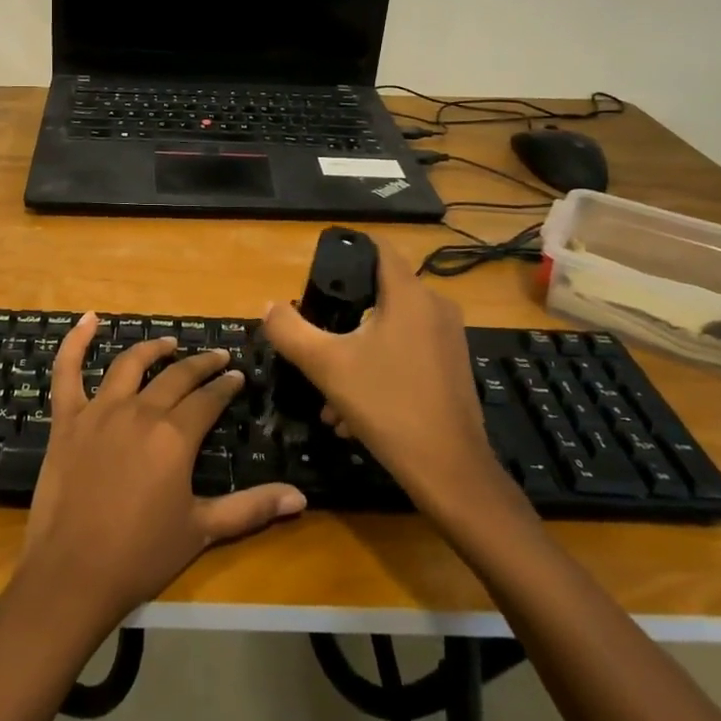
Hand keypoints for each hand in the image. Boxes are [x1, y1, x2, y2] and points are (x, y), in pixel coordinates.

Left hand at [14, 315, 306, 636]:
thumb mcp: (202, 530)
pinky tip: (88, 319)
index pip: (208, 399)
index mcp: (174, 436)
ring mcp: (99, 411)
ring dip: (154, 349)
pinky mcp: (66, 419)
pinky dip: (75, 342)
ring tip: (170, 343)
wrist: (73, 573)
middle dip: (201, 364)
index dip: (226, 385)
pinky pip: (67, 371)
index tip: (238, 376)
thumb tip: (301, 498)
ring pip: (129, 365)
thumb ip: (251, 508)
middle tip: (217, 358)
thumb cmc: (141, 554)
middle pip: (176, 377)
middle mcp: (140, 411)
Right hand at [261, 241, 528, 535]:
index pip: (377, 249)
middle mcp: (435, 308)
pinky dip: (376, 372)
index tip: (315, 276)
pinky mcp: (451, 369)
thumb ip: (290, 330)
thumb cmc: (387, 406)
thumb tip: (269, 307)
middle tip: (312, 344)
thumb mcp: (326, 365)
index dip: (344, 253)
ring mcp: (447, 340)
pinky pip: (404, 355)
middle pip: (377, 295)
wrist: (449, 471)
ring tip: (327, 395)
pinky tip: (351, 415)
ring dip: (353, 355)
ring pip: (388, 332)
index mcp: (410, 295)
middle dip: (340, 320)